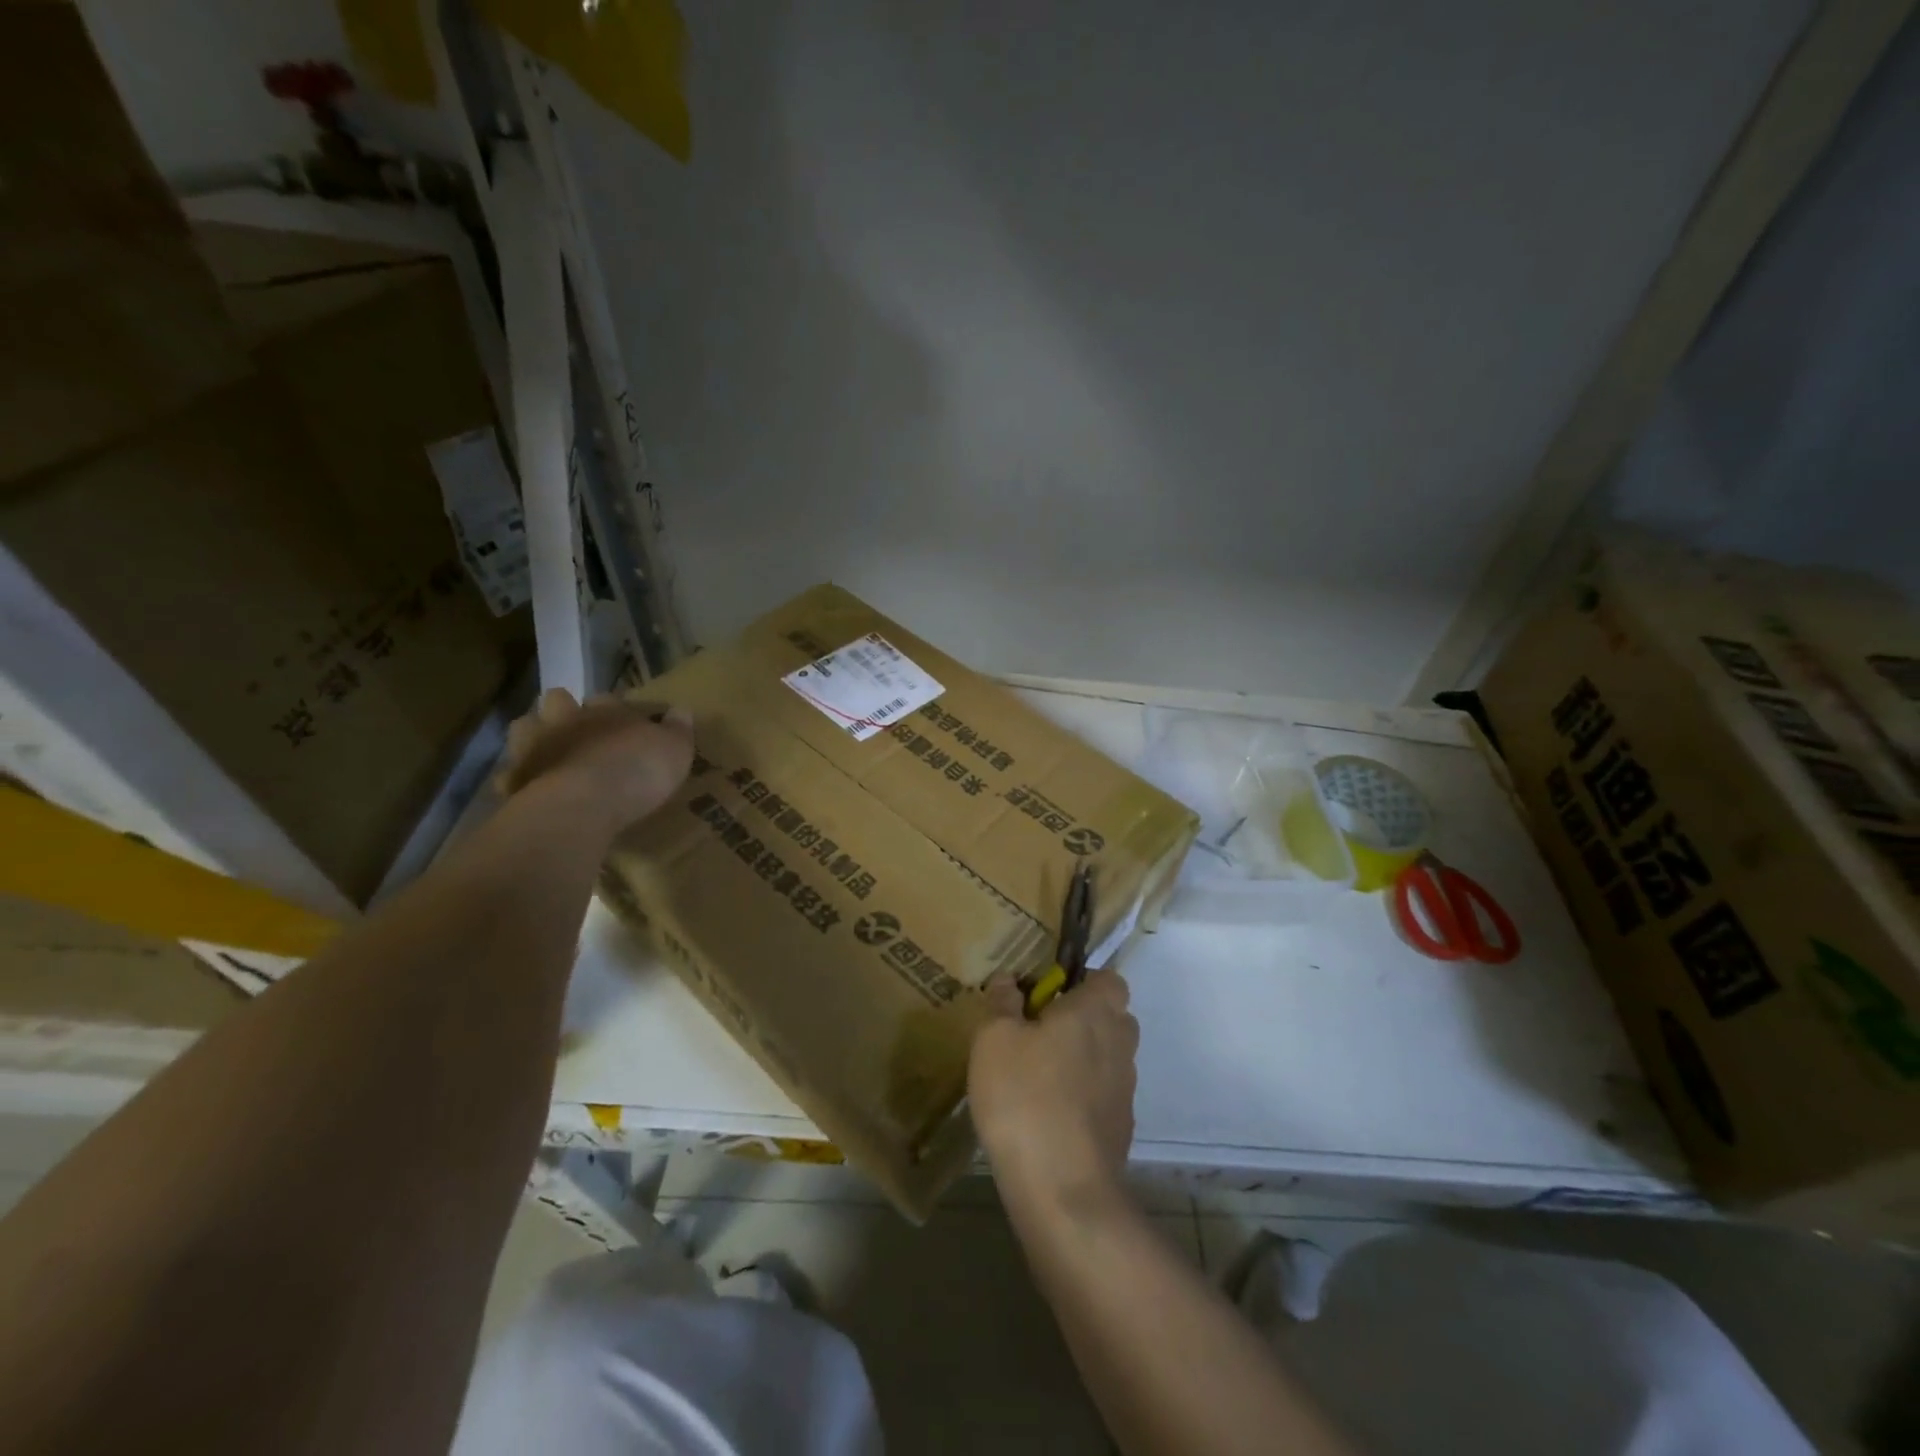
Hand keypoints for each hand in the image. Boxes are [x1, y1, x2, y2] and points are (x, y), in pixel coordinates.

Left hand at [494, 688, 694, 836]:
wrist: (581, 805)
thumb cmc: (636, 771)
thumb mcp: (676, 750)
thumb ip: (678, 729)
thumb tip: (682, 709)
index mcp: (606, 710)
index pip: (609, 698)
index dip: (616, 707)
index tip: (626, 720)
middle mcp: (567, 720)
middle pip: (558, 700)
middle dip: (565, 710)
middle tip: (579, 730)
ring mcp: (534, 746)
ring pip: (525, 727)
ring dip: (534, 736)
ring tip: (549, 753)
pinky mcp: (514, 778)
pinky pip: (510, 774)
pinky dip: (519, 779)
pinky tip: (531, 791)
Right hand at [969, 971, 1138, 1213]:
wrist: (1063, 1190)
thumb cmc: (1025, 1097)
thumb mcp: (994, 1038)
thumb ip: (1002, 1002)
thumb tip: (1009, 980)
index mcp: (1095, 1011)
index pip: (1109, 979)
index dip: (1082, 981)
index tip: (1047, 995)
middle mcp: (1119, 1044)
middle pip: (1111, 1017)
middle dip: (1081, 1019)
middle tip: (1037, 1032)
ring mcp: (1124, 1090)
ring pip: (1106, 1058)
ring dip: (1080, 1059)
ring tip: (1035, 1077)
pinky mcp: (1120, 1129)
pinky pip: (1102, 1096)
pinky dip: (1081, 1097)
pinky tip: (1046, 1115)